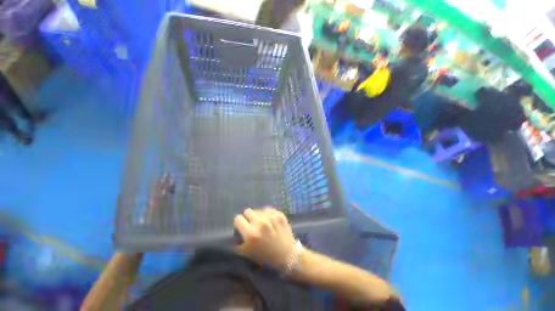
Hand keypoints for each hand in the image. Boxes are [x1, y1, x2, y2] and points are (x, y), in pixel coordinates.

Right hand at [234, 207, 295, 268]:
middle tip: (251, 226)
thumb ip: (237, 243)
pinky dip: (268, 215)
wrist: (287, 256)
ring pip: (258, 210)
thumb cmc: (265, 256)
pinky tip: (269, 222)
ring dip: (258, 216)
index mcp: (250, 233)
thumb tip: (234, 235)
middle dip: (248, 218)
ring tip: (262, 224)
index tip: (241, 229)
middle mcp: (260, 223)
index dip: (238, 224)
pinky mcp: (280, 216)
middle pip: (247, 211)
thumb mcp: (246, 253)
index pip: (237, 219)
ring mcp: (271, 218)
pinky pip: (269, 210)